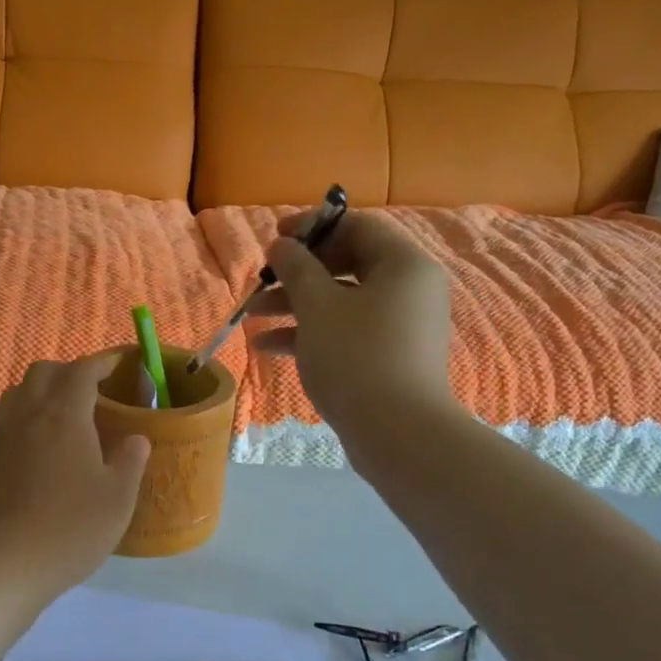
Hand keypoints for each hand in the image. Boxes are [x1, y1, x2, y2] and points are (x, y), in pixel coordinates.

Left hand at [0, 355, 150, 607]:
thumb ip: (130, 462)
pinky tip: (40, 455)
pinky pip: (5, 425)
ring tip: (64, 418)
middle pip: (43, 373)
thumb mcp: (116, 500)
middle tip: (93, 392)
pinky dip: (25, 423)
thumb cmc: (66, 530)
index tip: (119, 363)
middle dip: (69, 372)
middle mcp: (27, 417)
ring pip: (18, 395)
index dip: (102, 362)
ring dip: (41, 393)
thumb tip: (136, 439)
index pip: (81, 371)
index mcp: (63, 416)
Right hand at [248, 209, 452, 442]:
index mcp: (403, 265)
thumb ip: (296, 268)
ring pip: (342, 302)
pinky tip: (267, 346)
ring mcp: (401, 327)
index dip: (312, 227)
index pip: (357, 227)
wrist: (397, 434)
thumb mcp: (317, 306)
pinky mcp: (389, 358)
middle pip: (347, 264)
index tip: (275, 239)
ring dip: (295, 305)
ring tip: (251, 315)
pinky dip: (312, 333)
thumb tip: (282, 244)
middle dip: (298, 273)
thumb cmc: (356, 356)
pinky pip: (347, 332)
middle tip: (263, 279)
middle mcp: (409, 290)